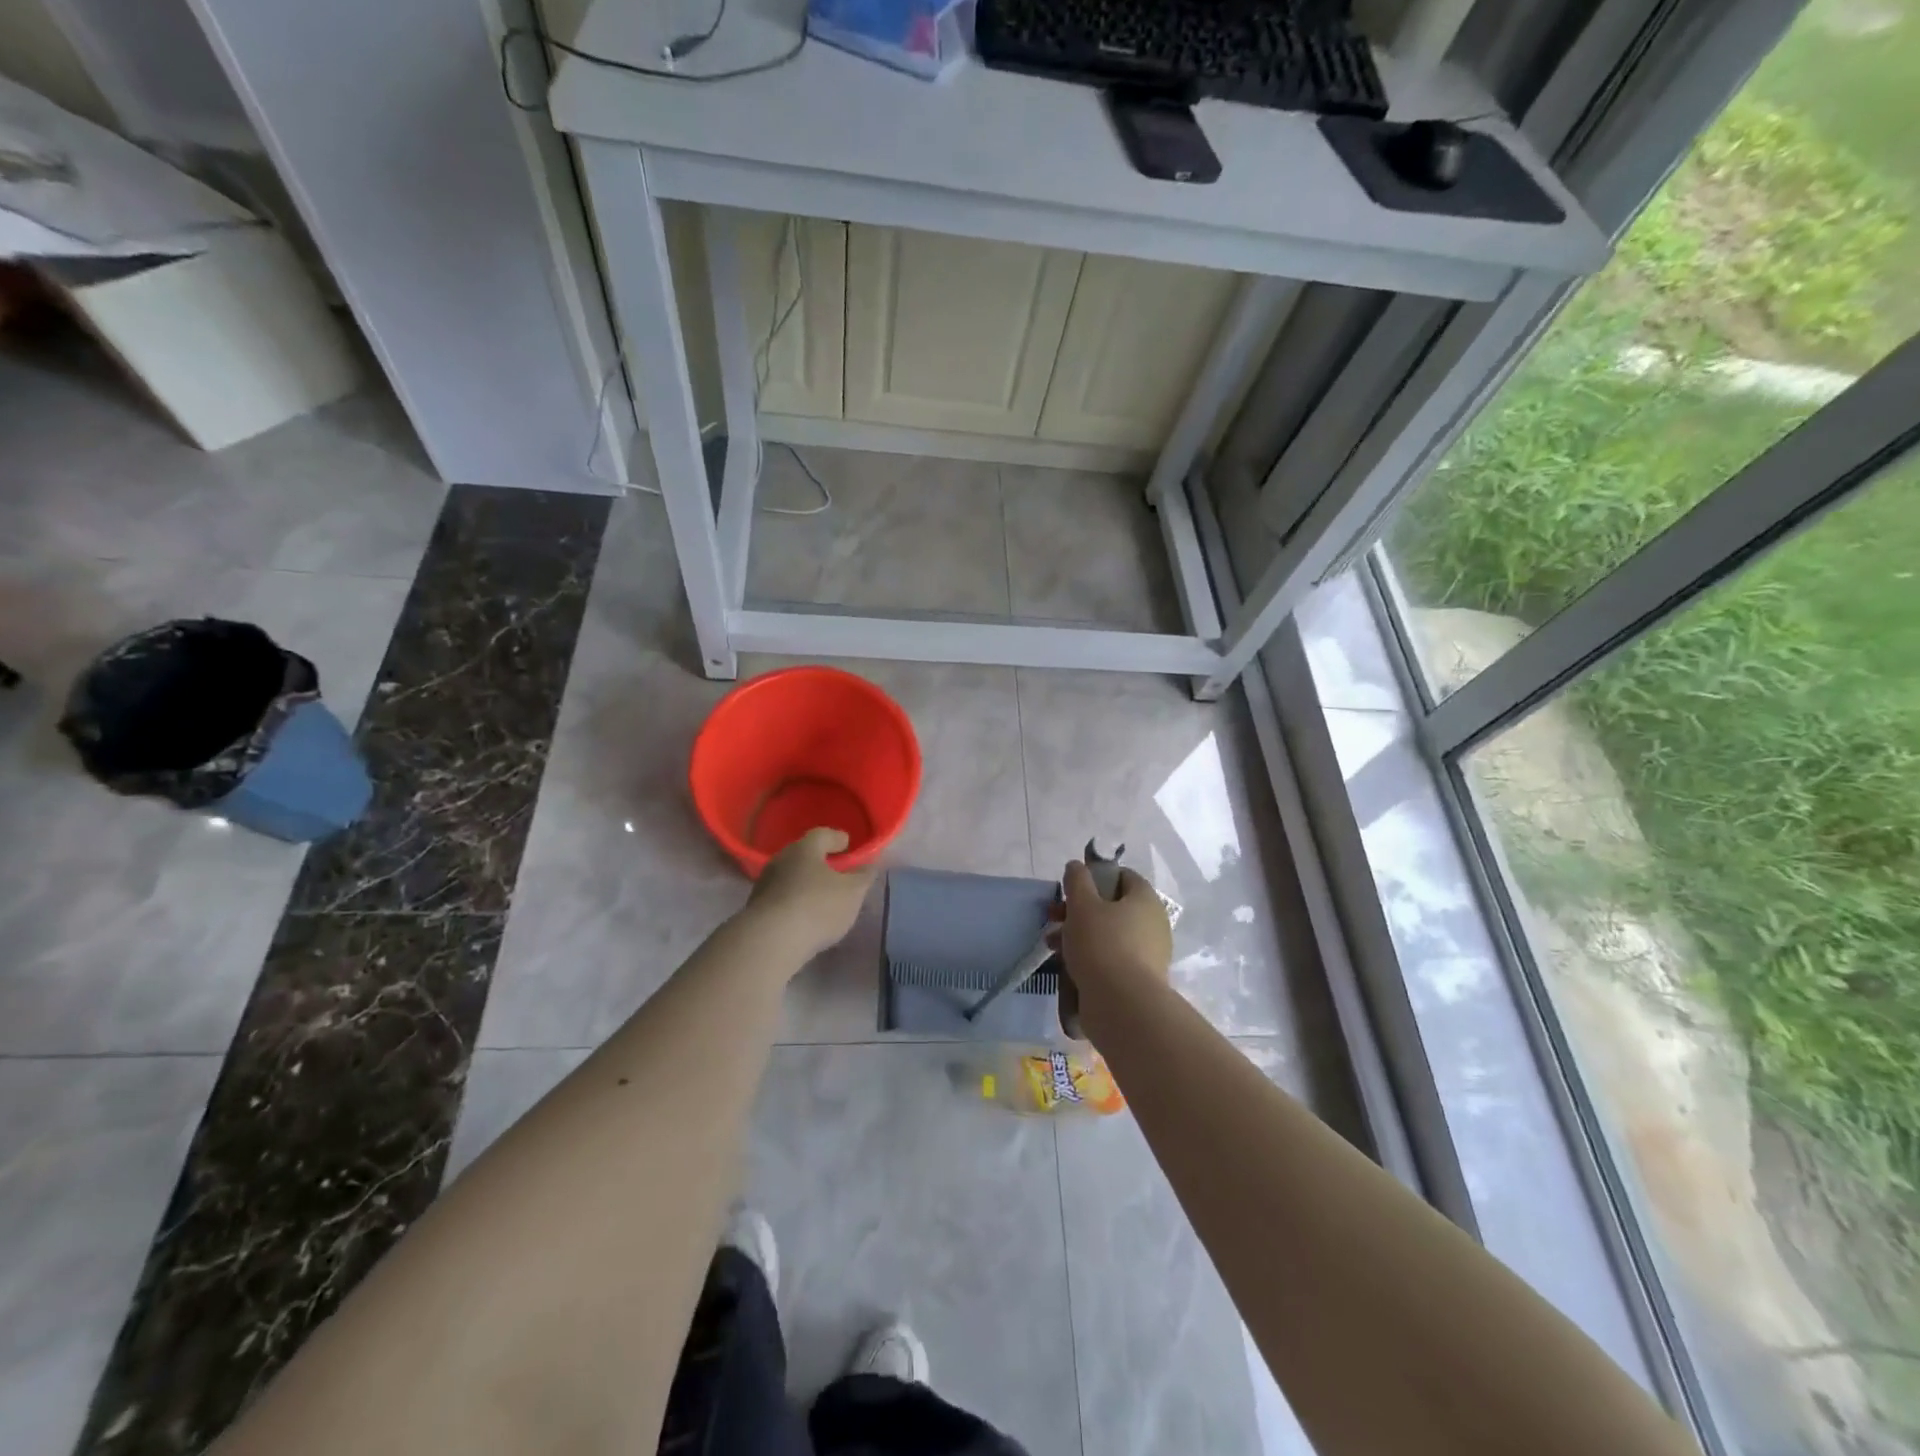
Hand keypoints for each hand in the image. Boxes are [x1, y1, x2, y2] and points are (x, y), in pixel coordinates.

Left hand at [745, 828, 876, 963]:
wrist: (770, 942)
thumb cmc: (817, 907)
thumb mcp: (852, 892)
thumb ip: (863, 876)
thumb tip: (869, 865)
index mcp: (804, 849)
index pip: (822, 834)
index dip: (837, 838)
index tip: (848, 844)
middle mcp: (781, 860)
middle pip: (803, 855)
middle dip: (820, 862)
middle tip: (836, 872)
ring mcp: (765, 884)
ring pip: (791, 877)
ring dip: (806, 883)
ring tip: (822, 898)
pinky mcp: (756, 908)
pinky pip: (782, 898)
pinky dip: (795, 902)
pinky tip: (805, 916)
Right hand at [1050, 860, 1171, 1037]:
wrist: (1123, 1005)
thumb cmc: (1102, 944)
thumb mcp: (1082, 905)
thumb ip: (1077, 881)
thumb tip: (1077, 866)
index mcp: (1145, 899)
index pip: (1124, 876)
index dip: (1097, 876)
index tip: (1073, 887)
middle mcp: (1153, 923)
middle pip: (1113, 906)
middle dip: (1080, 909)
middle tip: (1054, 916)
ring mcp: (1149, 953)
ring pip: (1109, 933)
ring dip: (1080, 934)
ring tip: (1052, 944)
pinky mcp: (1139, 978)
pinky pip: (1112, 957)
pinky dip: (1091, 956)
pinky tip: (1067, 964)